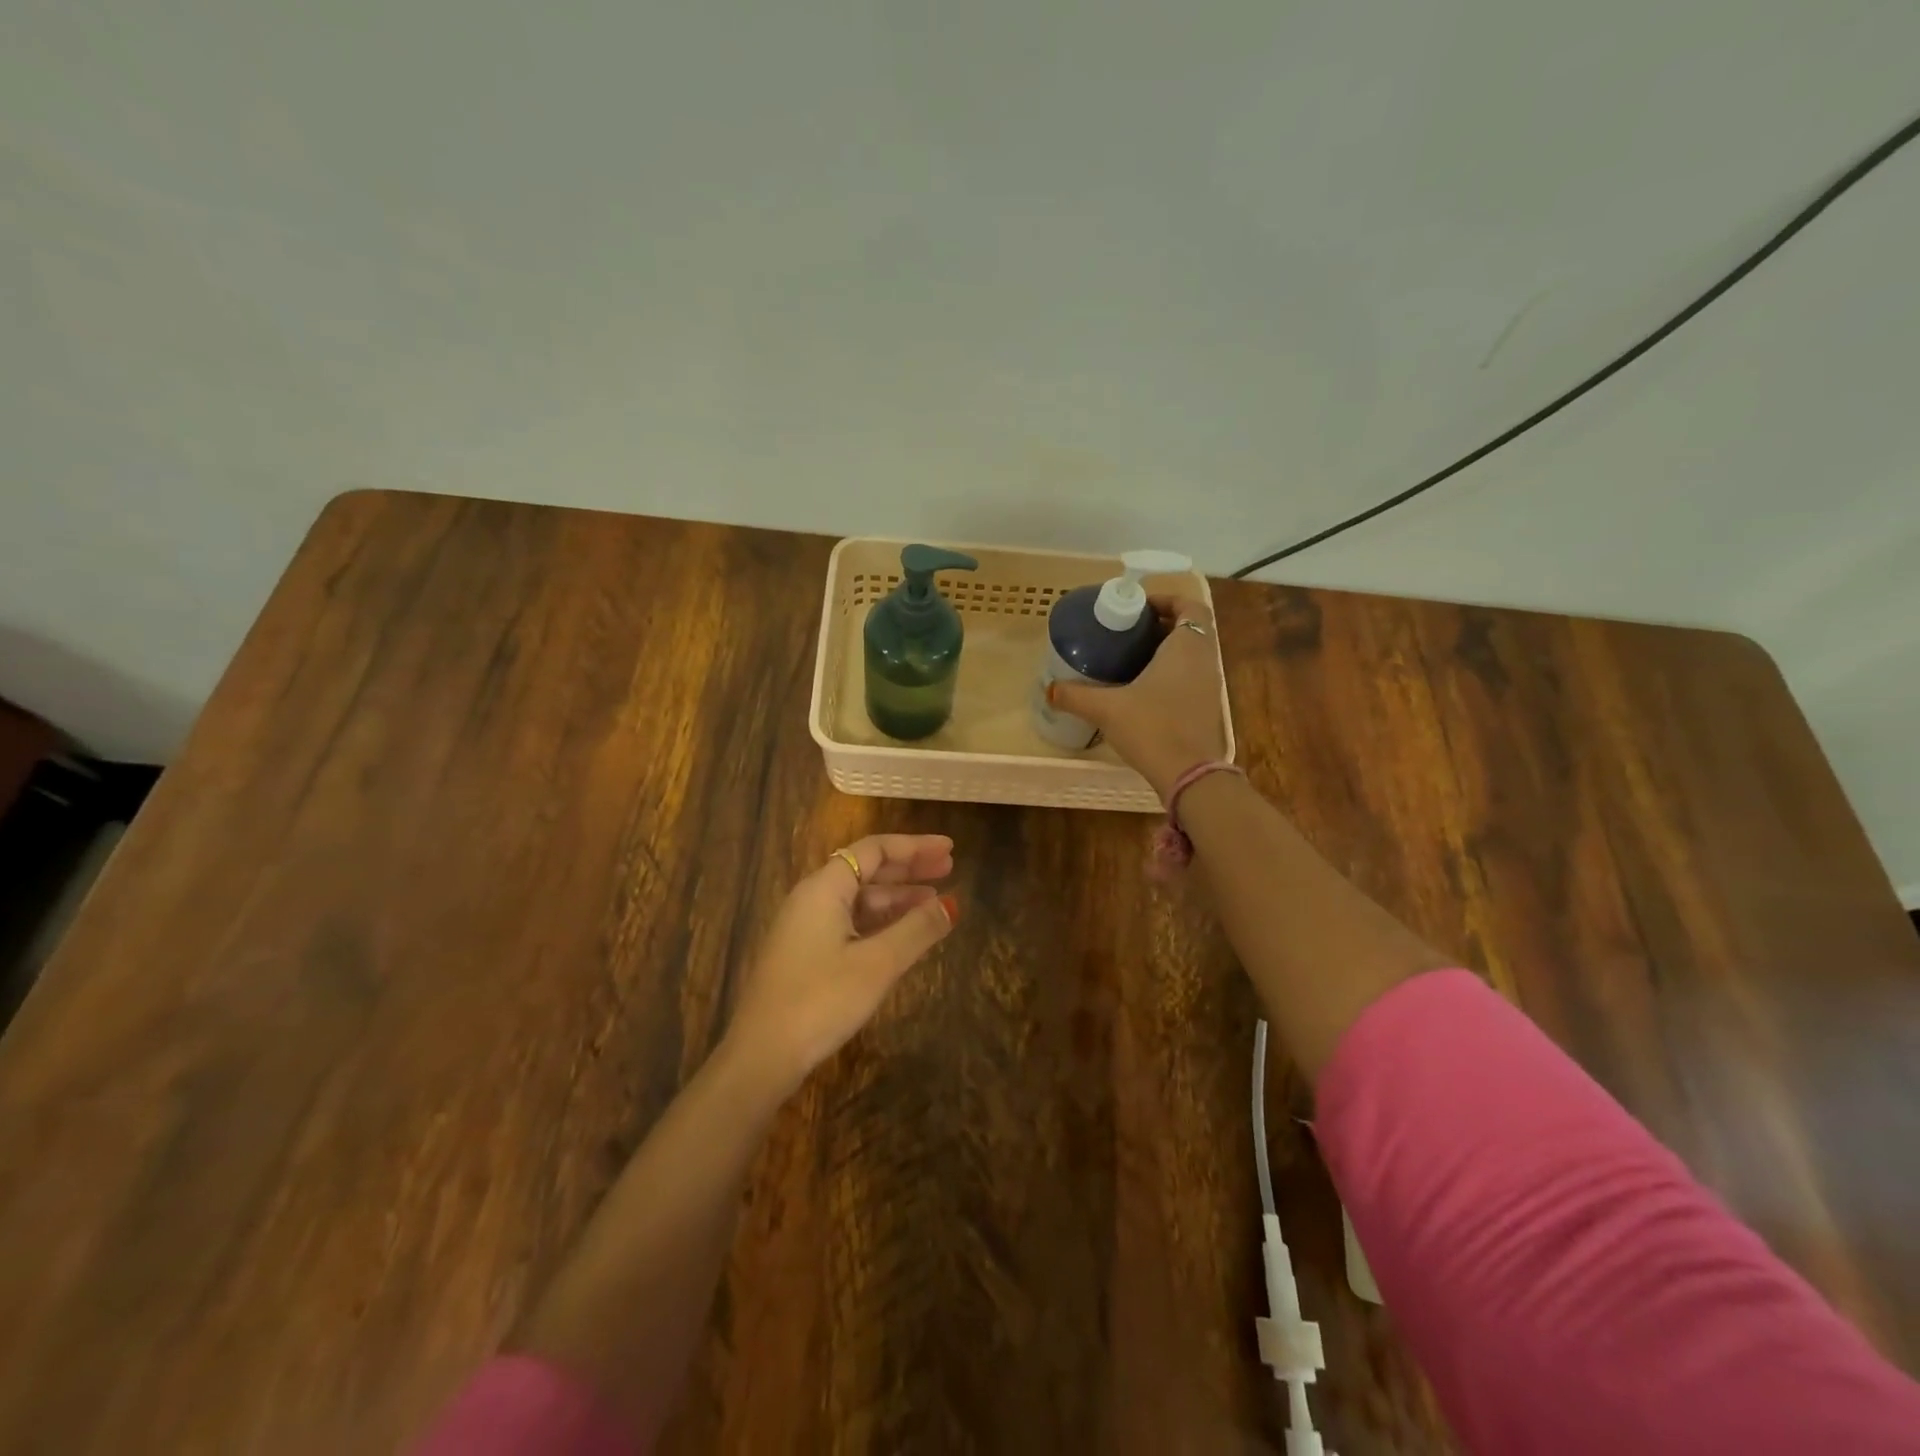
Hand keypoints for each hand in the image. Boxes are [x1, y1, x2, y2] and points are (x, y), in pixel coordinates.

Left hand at [723, 834, 956, 1095]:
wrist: (762, 1056)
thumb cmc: (821, 1000)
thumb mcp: (877, 963)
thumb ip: (917, 929)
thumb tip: (953, 903)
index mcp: (824, 888)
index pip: (874, 850)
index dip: (915, 847)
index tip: (950, 848)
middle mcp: (812, 898)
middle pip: (866, 870)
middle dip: (909, 869)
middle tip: (949, 869)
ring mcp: (805, 927)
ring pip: (859, 899)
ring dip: (897, 898)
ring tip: (934, 904)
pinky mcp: (805, 954)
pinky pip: (850, 922)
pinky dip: (880, 922)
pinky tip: (903, 935)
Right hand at [1049, 595, 1227, 801]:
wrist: (1189, 774)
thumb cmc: (1151, 727)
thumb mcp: (1106, 709)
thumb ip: (1075, 696)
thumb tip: (1048, 689)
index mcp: (1187, 646)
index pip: (1190, 606)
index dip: (1167, 600)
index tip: (1139, 607)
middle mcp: (1204, 660)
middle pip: (1190, 628)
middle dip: (1161, 625)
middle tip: (1127, 631)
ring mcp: (1210, 686)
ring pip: (1191, 654)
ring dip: (1166, 650)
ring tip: (1130, 657)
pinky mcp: (1206, 709)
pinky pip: (1191, 676)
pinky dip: (1171, 673)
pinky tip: (1142, 689)